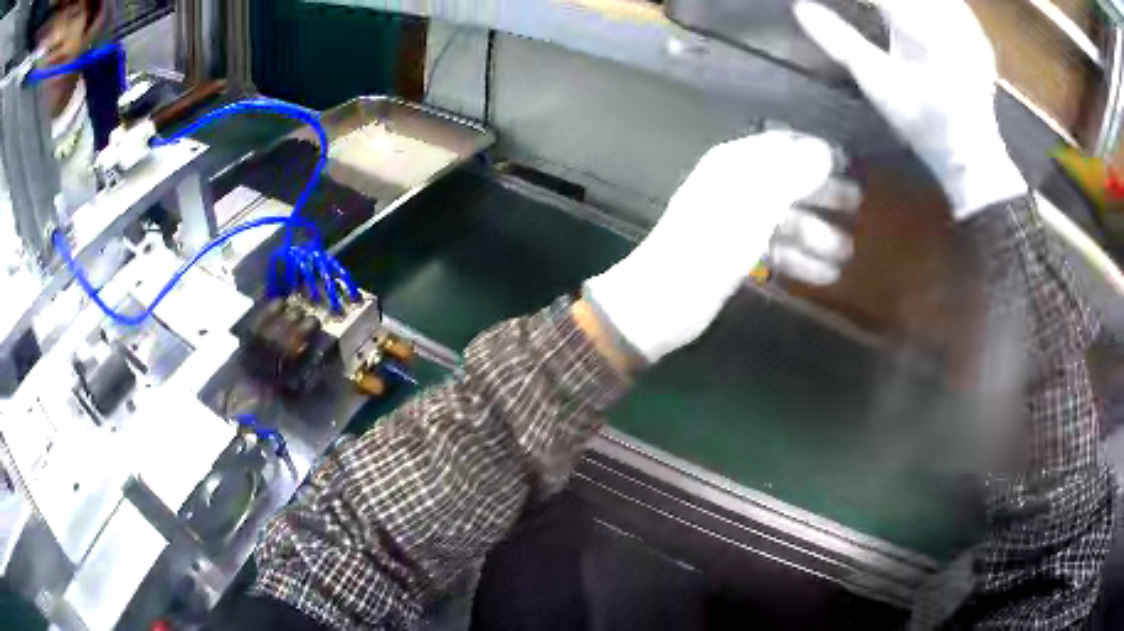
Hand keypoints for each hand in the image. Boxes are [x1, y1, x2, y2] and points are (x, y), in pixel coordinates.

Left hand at [585, 131, 853, 363]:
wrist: (665, 300)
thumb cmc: (710, 247)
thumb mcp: (754, 206)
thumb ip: (789, 175)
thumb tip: (823, 150)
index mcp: (735, 165)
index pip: (783, 146)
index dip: (816, 154)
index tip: (850, 167)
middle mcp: (737, 187)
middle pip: (788, 183)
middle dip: (824, 195)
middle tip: (858, 208)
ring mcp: (736, 222)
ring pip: (785, 220)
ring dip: (816, 235)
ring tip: (846, 255)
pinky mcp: (735, 255)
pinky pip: (775, 249)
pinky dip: (799, 259)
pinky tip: (824, 275)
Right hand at [794, 0, 1026, 218]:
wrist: (971, 157)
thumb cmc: (923, 124)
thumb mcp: (877, 83)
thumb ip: (839, 40)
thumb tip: (801, 8)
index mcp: (920, 26)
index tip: (835, 2)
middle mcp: (946, 18)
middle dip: (879, 1)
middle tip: (864, 8)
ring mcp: (966, 25)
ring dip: (904, 5)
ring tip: (885, 14)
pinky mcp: (976, 34)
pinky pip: (951, 5)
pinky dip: (934, 8)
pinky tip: (921, 17)